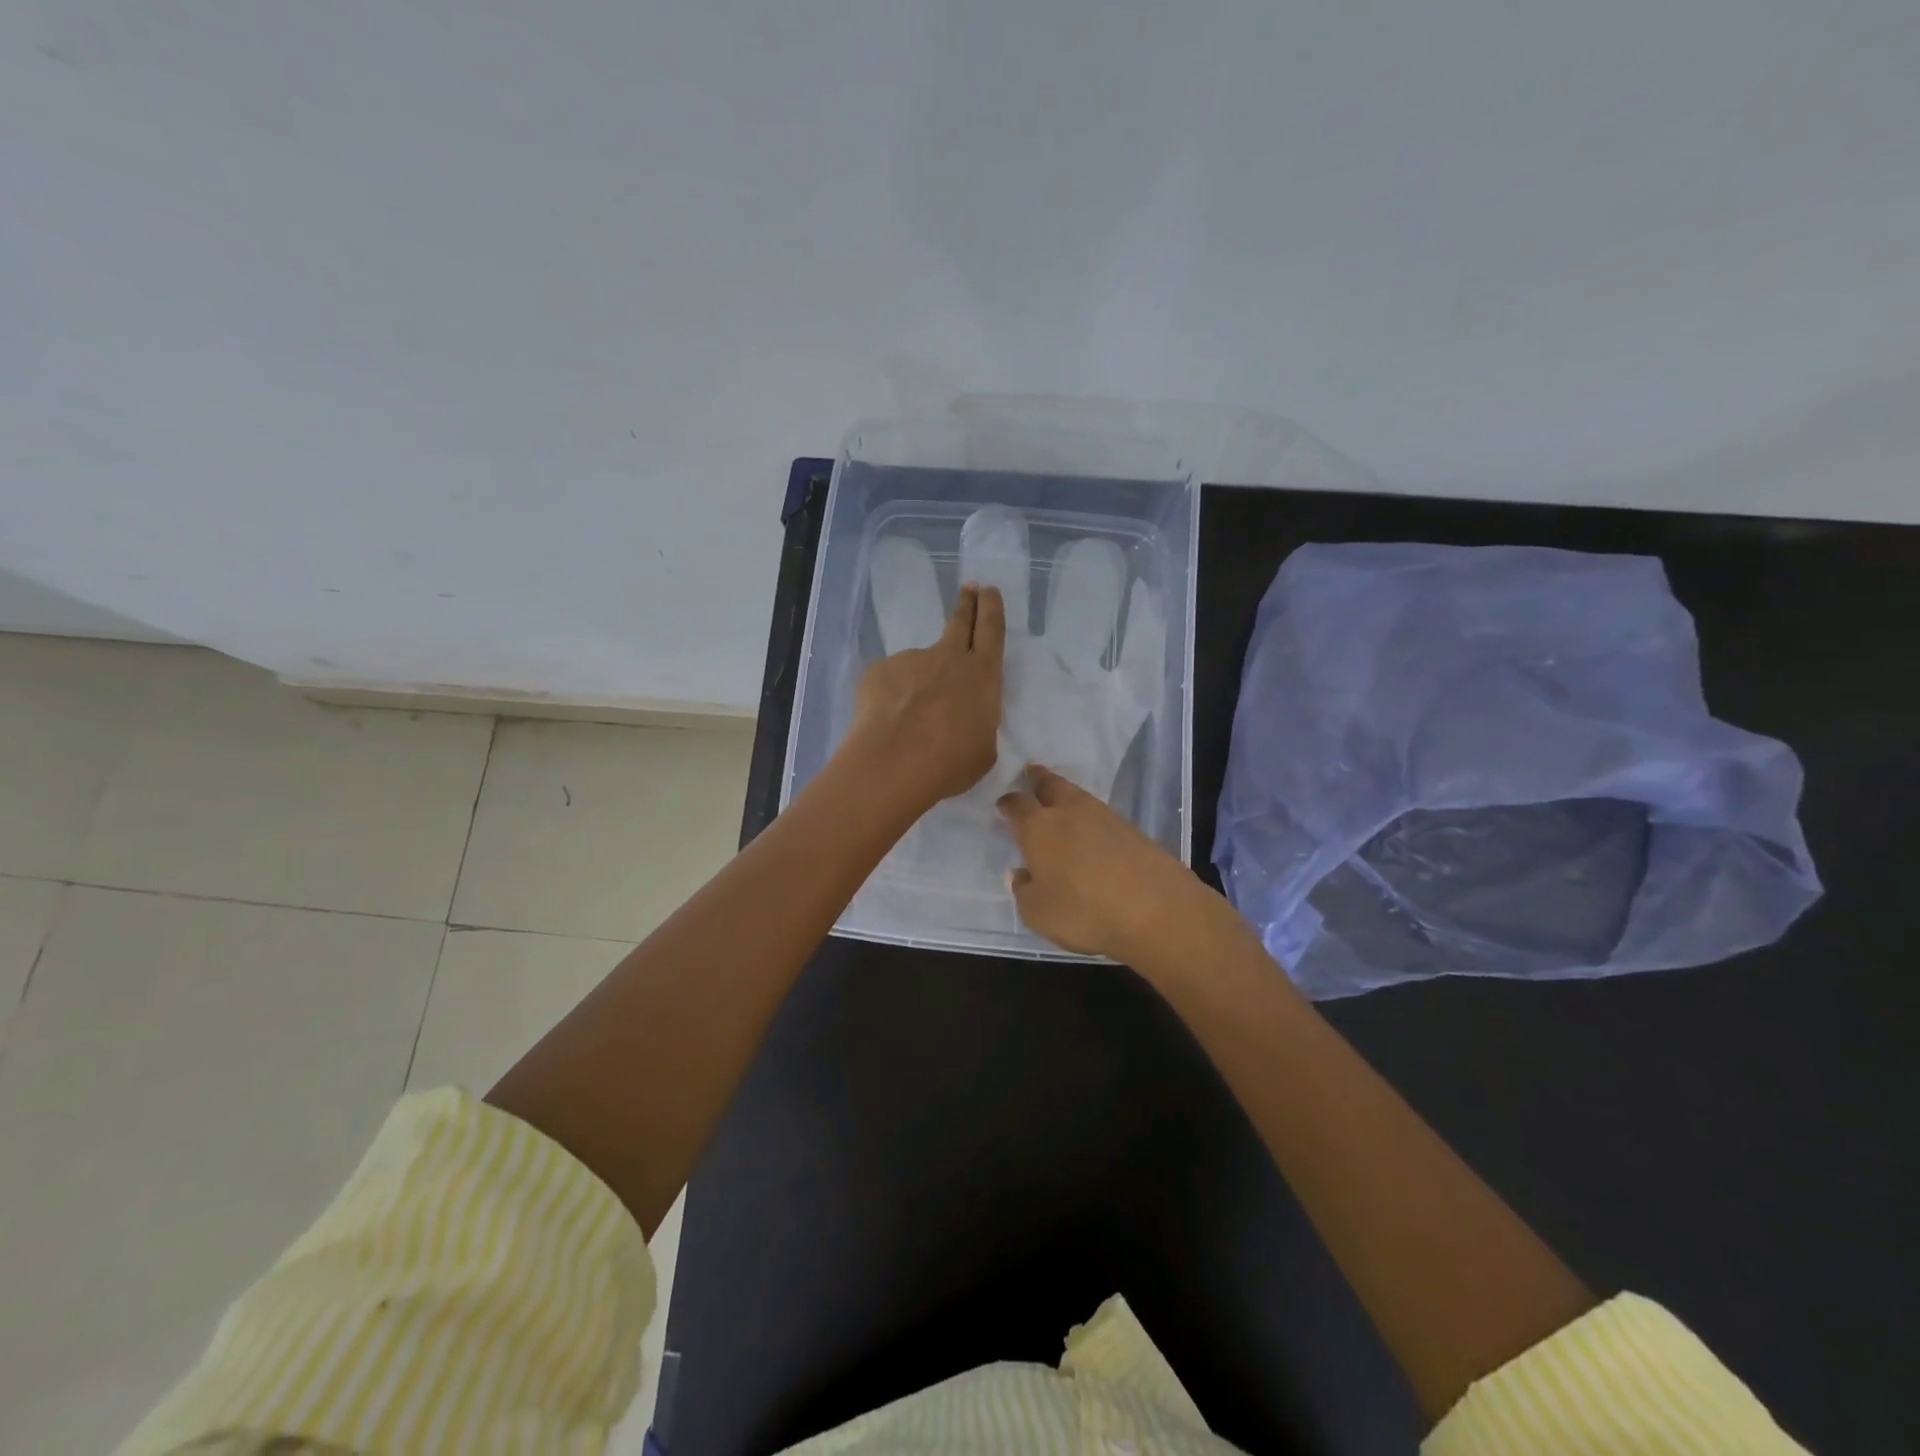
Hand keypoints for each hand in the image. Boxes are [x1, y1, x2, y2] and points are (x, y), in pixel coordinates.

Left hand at [845, 583, 1005, 811]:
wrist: (891, 765)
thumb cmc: (949, 764)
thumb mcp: (982, 750)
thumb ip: (977, 722)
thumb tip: (962, 714)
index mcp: (982, 676)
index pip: (991, 630)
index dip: (991, 608)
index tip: (988, 591)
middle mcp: (947, 658)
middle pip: (959, 622)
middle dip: (966, 603)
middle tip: (968, 588)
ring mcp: (910, 660)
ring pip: (919, 667)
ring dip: (918, 685)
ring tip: (909, 721)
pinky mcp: (879, 670)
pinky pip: (890, 682)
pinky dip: (891, 699)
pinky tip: (886, 723)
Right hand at [995, 765, 1212, 960]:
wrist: (1155, 909)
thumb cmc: (1083, 912)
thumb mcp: (1038, 913)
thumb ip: (1023, 891)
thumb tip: (1020, 873)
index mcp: (1038, 828)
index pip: (1016, 805)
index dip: (1007, 804)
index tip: (1002, 805)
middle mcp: (1069, 812)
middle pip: (1050, 784)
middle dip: (1038, 778)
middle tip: (1031, 774)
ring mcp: (1105, 817)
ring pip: (1078, 796)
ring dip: (1066, 796)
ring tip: (1060, 804)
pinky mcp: (1132, 829)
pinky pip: (1101, 815)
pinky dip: (1091, 818)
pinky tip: (1091, 832)